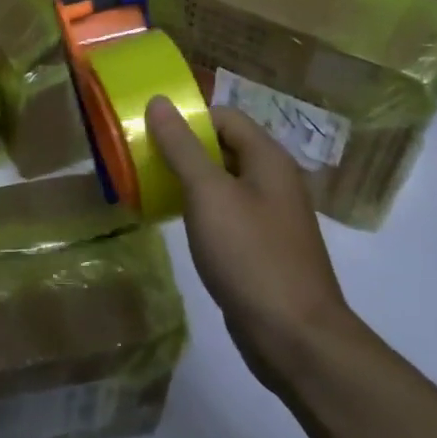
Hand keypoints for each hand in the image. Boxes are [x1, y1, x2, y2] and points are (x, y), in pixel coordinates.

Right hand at [146, 97, 369, 389]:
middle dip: (183, 149)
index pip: (224, 116)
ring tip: (149, 187)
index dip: (187, 118)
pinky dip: (201, 210)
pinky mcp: (262, 247)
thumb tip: (159, 101)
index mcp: (268, 158)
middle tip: (141, 159)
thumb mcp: (208, 194)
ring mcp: (270, 216)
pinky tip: (176, 223)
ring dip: (189, 180)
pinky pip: (227, 213)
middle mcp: (274, 180)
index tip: (149, 132)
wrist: (295, 336)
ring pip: (223, 182)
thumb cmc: (250, 255)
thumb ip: (182, 147)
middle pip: (224, 147)